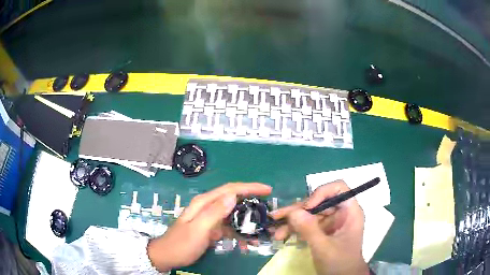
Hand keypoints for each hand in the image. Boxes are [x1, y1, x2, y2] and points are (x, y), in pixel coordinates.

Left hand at [147, 182, 271, 271]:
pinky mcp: (211, 228)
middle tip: (268, 212)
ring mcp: (210, 218)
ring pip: (233, 216)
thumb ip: (214, 212)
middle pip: (234, 200)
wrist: (167, 256)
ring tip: (260, 232)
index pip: (230, 189)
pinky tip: (245, 243)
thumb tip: (233, 196)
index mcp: (204, 203)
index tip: (267, 190)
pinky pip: (229, 228)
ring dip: (247, 223)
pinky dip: (239, 233)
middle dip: (252, 204)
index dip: (250, 187)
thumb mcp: (198, 229)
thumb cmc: (181, 244)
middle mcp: (208, 207)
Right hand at [270, 180, 368, 274]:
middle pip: (318, 202)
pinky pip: (307, 224)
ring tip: (276, 232)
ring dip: (292, 222)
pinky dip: (294, 229)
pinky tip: (282, 235)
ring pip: (309, 214)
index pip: (338, 189)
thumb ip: (310, 230)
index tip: (306, 207)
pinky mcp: (322, 231)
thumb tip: (293, 212)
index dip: (321, 193)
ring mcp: (331, 222)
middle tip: (277, 217)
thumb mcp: (325, 248)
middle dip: (298, 210)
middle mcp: (340, 213)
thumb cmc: (340, 263)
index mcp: (349, 212)